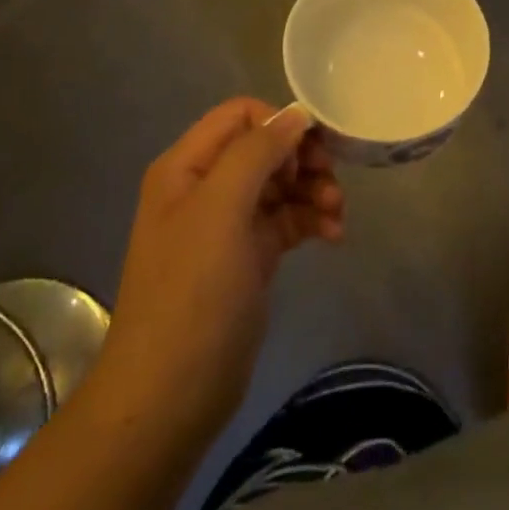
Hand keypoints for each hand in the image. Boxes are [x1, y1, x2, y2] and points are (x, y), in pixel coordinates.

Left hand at [87, 99, 343, 447]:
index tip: (312, 150)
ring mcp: (228, 224)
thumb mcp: (221, 211)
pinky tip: (334, 236)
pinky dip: (313, 220)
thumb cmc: (192, 293)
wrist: (171, 395)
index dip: (279, 124)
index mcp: (187, 167)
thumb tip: (296, 114)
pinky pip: (288, 219)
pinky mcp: (250, 255)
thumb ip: (256, 153)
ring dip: (315, 191)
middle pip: (266, 148)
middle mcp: (206, 187)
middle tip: (331, 183)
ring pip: (282, 183)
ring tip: (337, 215)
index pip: (240, 116)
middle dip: (304, 160)